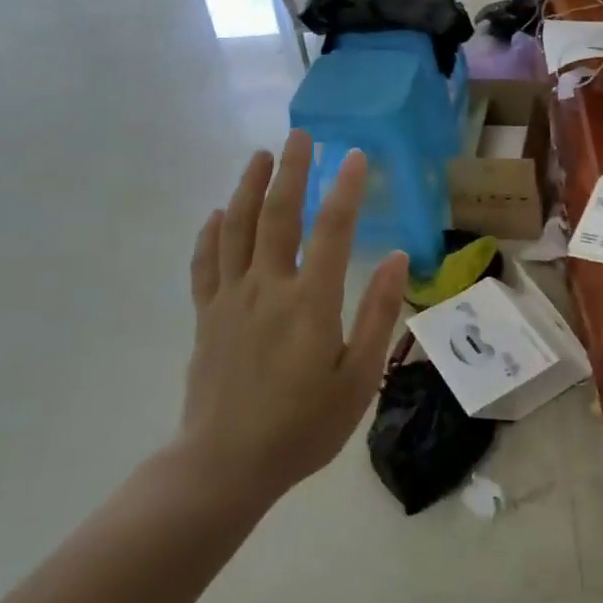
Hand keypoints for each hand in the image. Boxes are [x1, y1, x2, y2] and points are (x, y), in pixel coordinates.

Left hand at [181, 133, 407, 507]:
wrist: (225, 466)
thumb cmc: (302, 426)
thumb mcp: (357, 378)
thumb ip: (377, 314)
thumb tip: (396, 258)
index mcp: (309, 303)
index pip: (332, 230)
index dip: (346, 189)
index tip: (356, 155)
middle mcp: (267, 288)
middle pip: (278, 216)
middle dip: (292, 171)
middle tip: (301, 135)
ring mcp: (230, 300)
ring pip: (238, 229)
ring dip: (249, 188)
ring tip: (260, 156)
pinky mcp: (206, 316)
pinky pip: (205, 264)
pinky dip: (212, 233)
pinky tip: (218, 213)